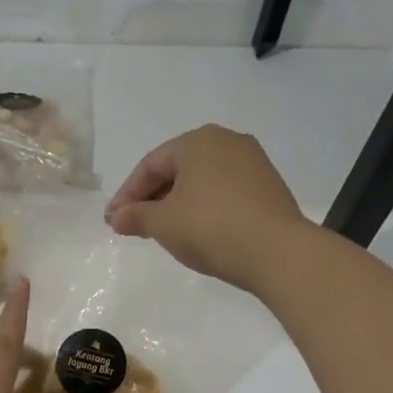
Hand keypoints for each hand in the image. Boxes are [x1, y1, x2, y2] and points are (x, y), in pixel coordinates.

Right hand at [105, 125, 309, 292]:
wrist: (278, 252)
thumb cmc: (211, 228)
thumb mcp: (163, 224)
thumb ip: (135, 216)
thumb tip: (116, 217)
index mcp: (198, 140)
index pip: (151, 165)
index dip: (127, 194)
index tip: (114, 220)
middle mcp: (227, 141)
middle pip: (177, 169)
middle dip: (153, 198)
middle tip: (135, 225)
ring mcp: (253, 162)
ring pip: (202, 180)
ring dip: (178, 203)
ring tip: (164, 230)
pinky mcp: (269, 186)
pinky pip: (225, 191)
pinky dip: (205, 207)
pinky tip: (198, 230)